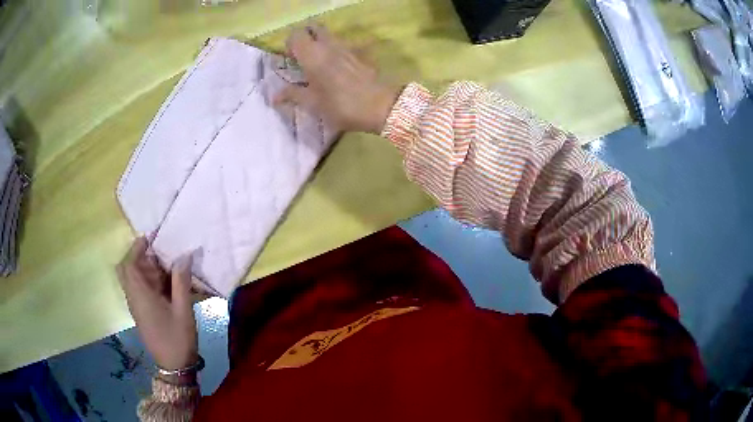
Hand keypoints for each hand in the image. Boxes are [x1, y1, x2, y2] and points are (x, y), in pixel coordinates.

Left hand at [116, 237, 197, 373]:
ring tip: (165, 266)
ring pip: (132, 279)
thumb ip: (181, 282)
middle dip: (139, 256)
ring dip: (145, 268)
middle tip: (157, 253)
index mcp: (140, 295)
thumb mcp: (183, 310)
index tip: (151, 237)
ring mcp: (136, 306)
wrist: (174, 367)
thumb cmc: (177, 338)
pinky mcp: (141, 313)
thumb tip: (183, 256)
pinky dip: (148, 281)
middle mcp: (134, 298)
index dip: (137, 247)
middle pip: (127, 269)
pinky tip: (165, 285)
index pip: (129, 264)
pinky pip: (139, 289)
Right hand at [274, 24, 400, 133]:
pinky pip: (341, 44)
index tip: (290, 59)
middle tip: (302, 56)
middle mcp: (328, 44)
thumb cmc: (341, 105)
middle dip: (305, 37)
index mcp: (312, 54)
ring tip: (318, 64)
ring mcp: (346, 46)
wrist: (381, 105)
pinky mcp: (359, 53)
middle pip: (313, 28)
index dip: (290, 44)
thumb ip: (293, 95)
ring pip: (328, 35)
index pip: (295, 34)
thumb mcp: (313, 104)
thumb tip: (275, 96)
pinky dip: (334, 50)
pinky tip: (336, 69)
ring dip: (320, 42)